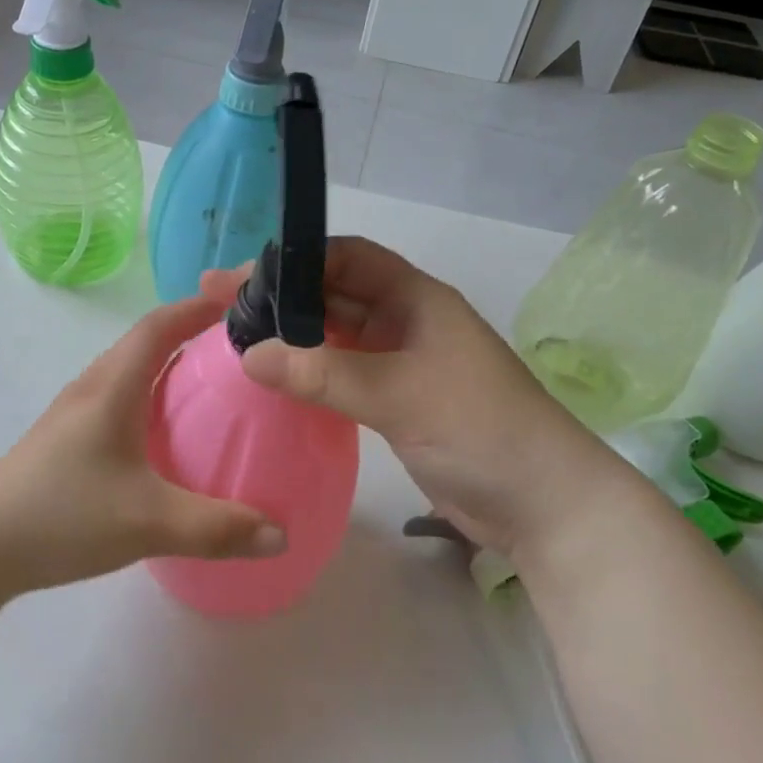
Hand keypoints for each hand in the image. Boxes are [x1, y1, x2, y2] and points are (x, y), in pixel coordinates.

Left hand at [0, 295, 285, 595]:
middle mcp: (93, 388)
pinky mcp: (67, 439)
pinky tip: (167, 436)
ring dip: (169, 366)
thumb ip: (216, 528)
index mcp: (112, 387)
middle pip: (145, 343)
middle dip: (191, 333)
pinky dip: (151, 398)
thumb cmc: (62, 514)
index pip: (158, 326)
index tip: (238, 300)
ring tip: (211, 386)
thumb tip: (280, 535)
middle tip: (238, 346)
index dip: (197, 306)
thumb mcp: (147, 522)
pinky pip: (120, 400)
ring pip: (130, 372)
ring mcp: (75, 413)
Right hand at [201, 238, 624, 560]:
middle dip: (280, 296)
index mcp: (415, 298)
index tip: (241, 276)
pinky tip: (273, 377)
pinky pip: (341, 373)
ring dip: (291, 335)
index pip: (346, 257)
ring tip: (233, 337)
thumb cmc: (480, 428)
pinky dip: (308, 371)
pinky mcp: (394, 400)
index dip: (295, 259)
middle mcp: (405, 321)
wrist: (543, 504)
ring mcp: (400, 362)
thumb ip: (323, 373)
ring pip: (335, 335)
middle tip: (218, 304)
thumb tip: (249, 356)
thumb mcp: (399, 393)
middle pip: (333, 294)